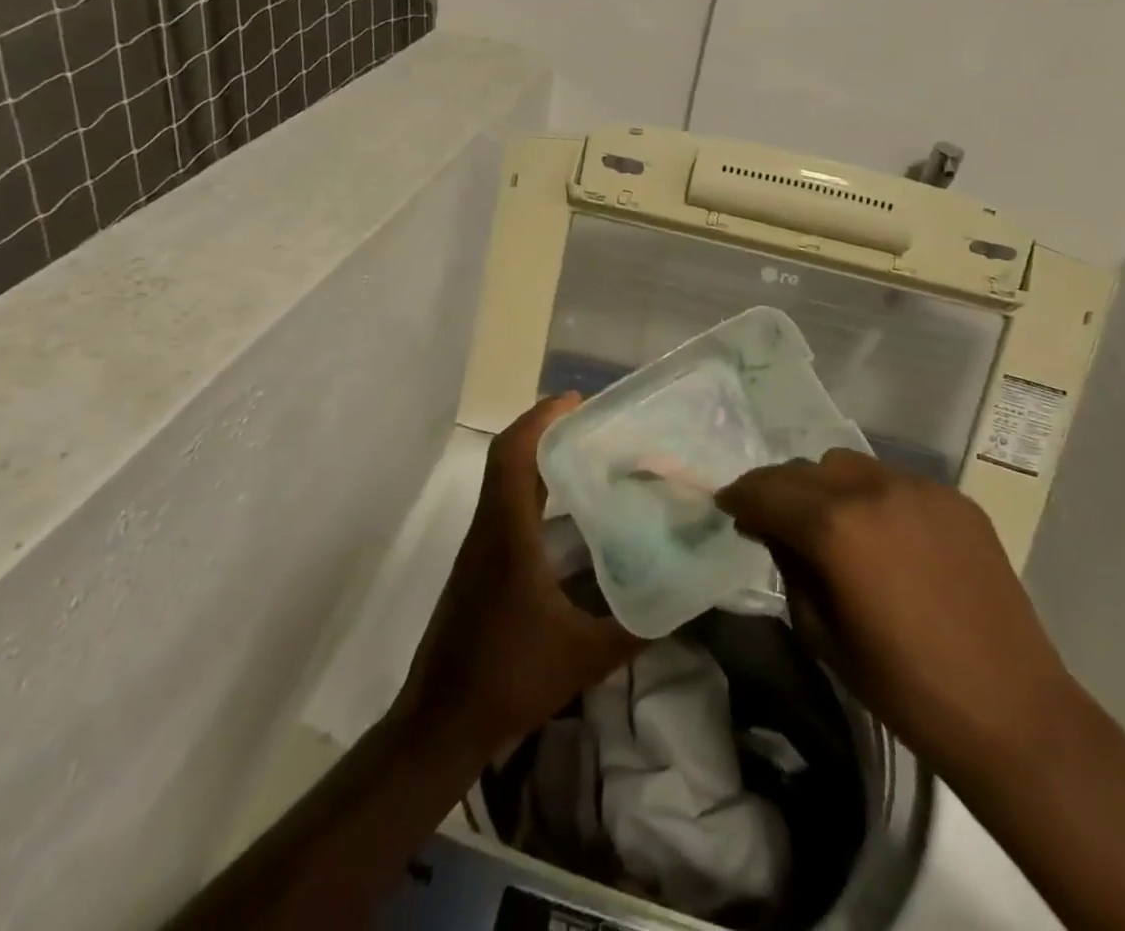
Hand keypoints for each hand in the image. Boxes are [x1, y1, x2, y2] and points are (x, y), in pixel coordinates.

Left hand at [397, 394, 640, 754]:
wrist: (440, 724)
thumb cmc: (509, 679)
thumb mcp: (585, 657)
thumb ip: (637, 627)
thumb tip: (684, 599)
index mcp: (508, 533)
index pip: (514, 455)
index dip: (541, 419)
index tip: (577, 400)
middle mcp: (489, 528)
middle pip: (508, 458)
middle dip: (545, 429)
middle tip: (592, 422)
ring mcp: (479, 547)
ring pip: (504, 480)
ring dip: (537, 457)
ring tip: (587, 455)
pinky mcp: (479, 565)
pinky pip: (505, 506)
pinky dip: (532, 489)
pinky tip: (567, 513)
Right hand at [716, 449, 1080, 777]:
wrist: (1010, 710)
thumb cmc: (903, 686)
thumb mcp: (822, 633)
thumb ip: (790, 567)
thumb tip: (774, 531)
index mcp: (835, 526)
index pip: (766, 491)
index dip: (740, 497)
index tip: (729, 507)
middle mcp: (873, 489)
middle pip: (804, 469)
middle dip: (779, 490)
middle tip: (773, 519)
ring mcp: (919, 487)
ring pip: (848, 465)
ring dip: (825, 486)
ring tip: (830, 522)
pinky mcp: (954, 497)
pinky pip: (893, 480)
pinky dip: (872, 497)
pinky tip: (884, 535)